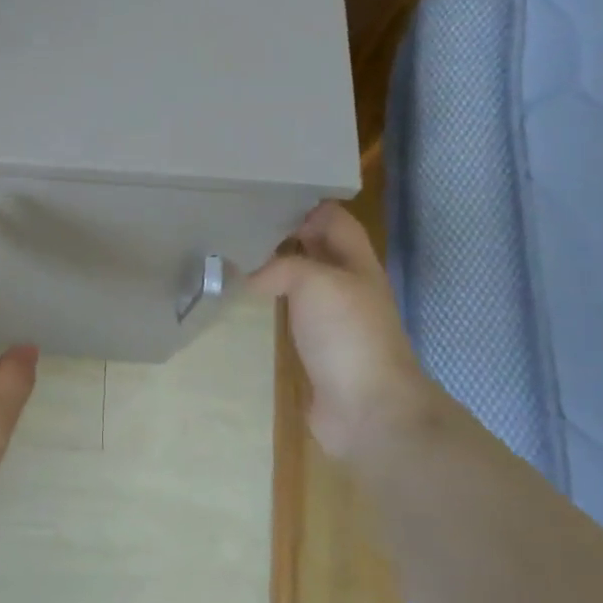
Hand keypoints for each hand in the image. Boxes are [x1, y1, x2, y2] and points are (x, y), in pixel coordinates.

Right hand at [250, 200, 445, 468]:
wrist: (368, 408)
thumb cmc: (348, 334)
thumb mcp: (315, 282)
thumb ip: (281, 267)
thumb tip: (249, 275)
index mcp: (356, 262)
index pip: (334, 219)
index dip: (306, 204)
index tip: (265, 194)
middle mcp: (345, 285)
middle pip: (316, 248)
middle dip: (285, 233)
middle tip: (240, 221)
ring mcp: (331, 319)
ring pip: (301, 281)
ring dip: (274, 268)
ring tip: (234, 254)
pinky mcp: (315, 347)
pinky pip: (290, 314)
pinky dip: (270, 303)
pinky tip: (244, 299)